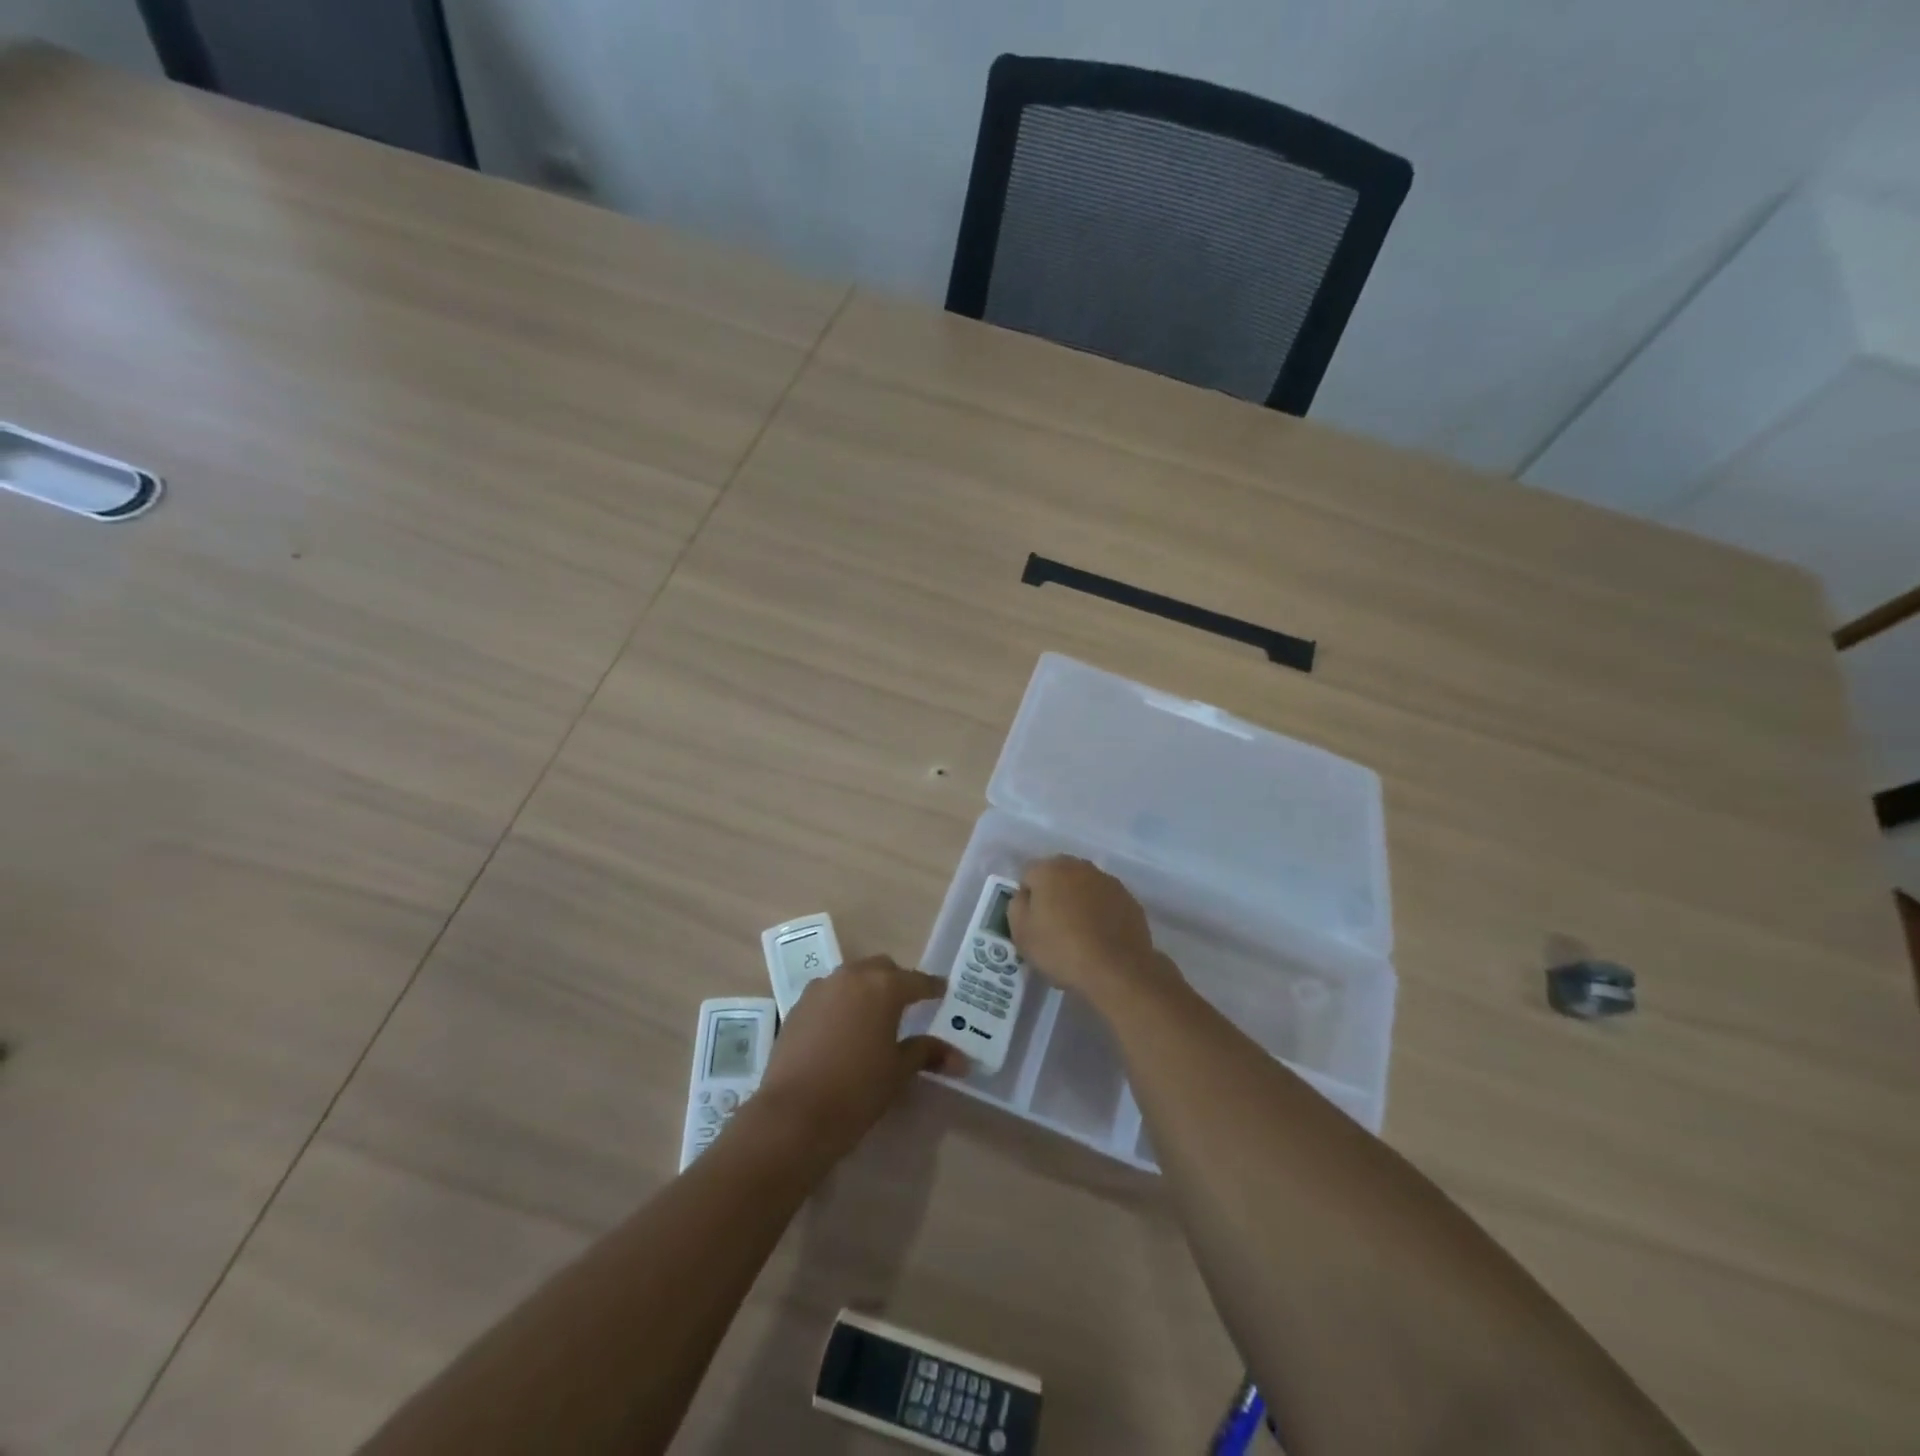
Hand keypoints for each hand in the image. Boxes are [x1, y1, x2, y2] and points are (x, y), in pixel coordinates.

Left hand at [755, 955, 962, 1162]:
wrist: (794, 1114)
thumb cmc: (858, 1090)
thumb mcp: (899, 1071)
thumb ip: (928, 1054)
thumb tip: (962, 1059)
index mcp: (884, 986)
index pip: (918, 981)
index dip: (933, 988)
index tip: (942, 994)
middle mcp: (852, 976)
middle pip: (882, 969)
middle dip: (896, 982)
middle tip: (906, 1007)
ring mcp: (821, 988)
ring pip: (852, 977)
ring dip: (865, 990)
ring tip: (872, 1018)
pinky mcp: (798, 1005)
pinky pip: (828, 994)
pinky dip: (840, 1003)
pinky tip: (842, 1030)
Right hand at [1009, 857, 1179, 1008]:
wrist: (1117, 971)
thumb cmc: (1061, 950)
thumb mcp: (1021, 933)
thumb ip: (1016, 905)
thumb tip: (1025, 896)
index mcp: (1050, 869)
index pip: (1028, 876)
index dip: (1027, 900)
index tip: (1031, 924)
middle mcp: (1080, 866)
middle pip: (1058, 877)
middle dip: (1054, 896)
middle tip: (1053, 928)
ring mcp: (1109, 881)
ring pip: (1084, 888)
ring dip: (1079, 903)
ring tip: (1080, 936)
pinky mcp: (1130, 900)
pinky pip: (1106, 902)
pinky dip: (1101, 914)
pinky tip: (1100, 939)